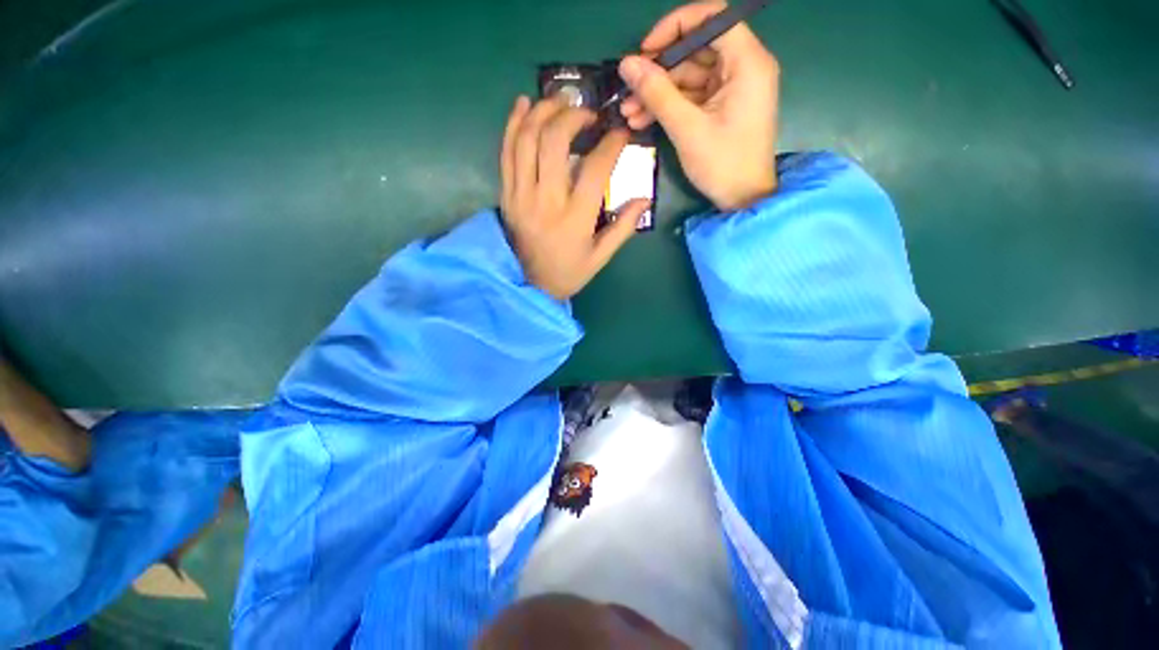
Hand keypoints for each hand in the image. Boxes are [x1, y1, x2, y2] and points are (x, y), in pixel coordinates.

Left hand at [501, 95, 650, 299]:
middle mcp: (546, 200)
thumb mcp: (600, 258)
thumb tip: (644, 198)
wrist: (529, 285)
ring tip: (560, 100)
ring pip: (527, 139)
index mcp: (574, 218)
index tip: (620, 132)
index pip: (595, 168)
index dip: (611, 143)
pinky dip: (513, 124)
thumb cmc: (568, 273)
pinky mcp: (506, 194)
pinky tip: (524, 104)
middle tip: (587, 113)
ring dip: (543, 111)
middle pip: (554, 141)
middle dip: (573, 116)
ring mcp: (521, 195)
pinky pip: (505, 152)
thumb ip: (623, 228)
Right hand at [618, 1, 779, 210]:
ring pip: (688, 76)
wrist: (742, 200)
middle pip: (695, 50)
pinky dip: (668, 106)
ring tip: (628, 111)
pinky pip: (691, 96)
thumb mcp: (687, 128)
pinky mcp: (722, 106)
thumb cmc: (722, 164)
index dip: (675, 27)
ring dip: (657, 92)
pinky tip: (641, 119)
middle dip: (659, 70)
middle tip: (629, 88)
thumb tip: (627, 64)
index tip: (646, 50)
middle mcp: (743, 67)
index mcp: (747, 62)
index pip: (712, 18)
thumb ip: (657, 93)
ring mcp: (732, 88)